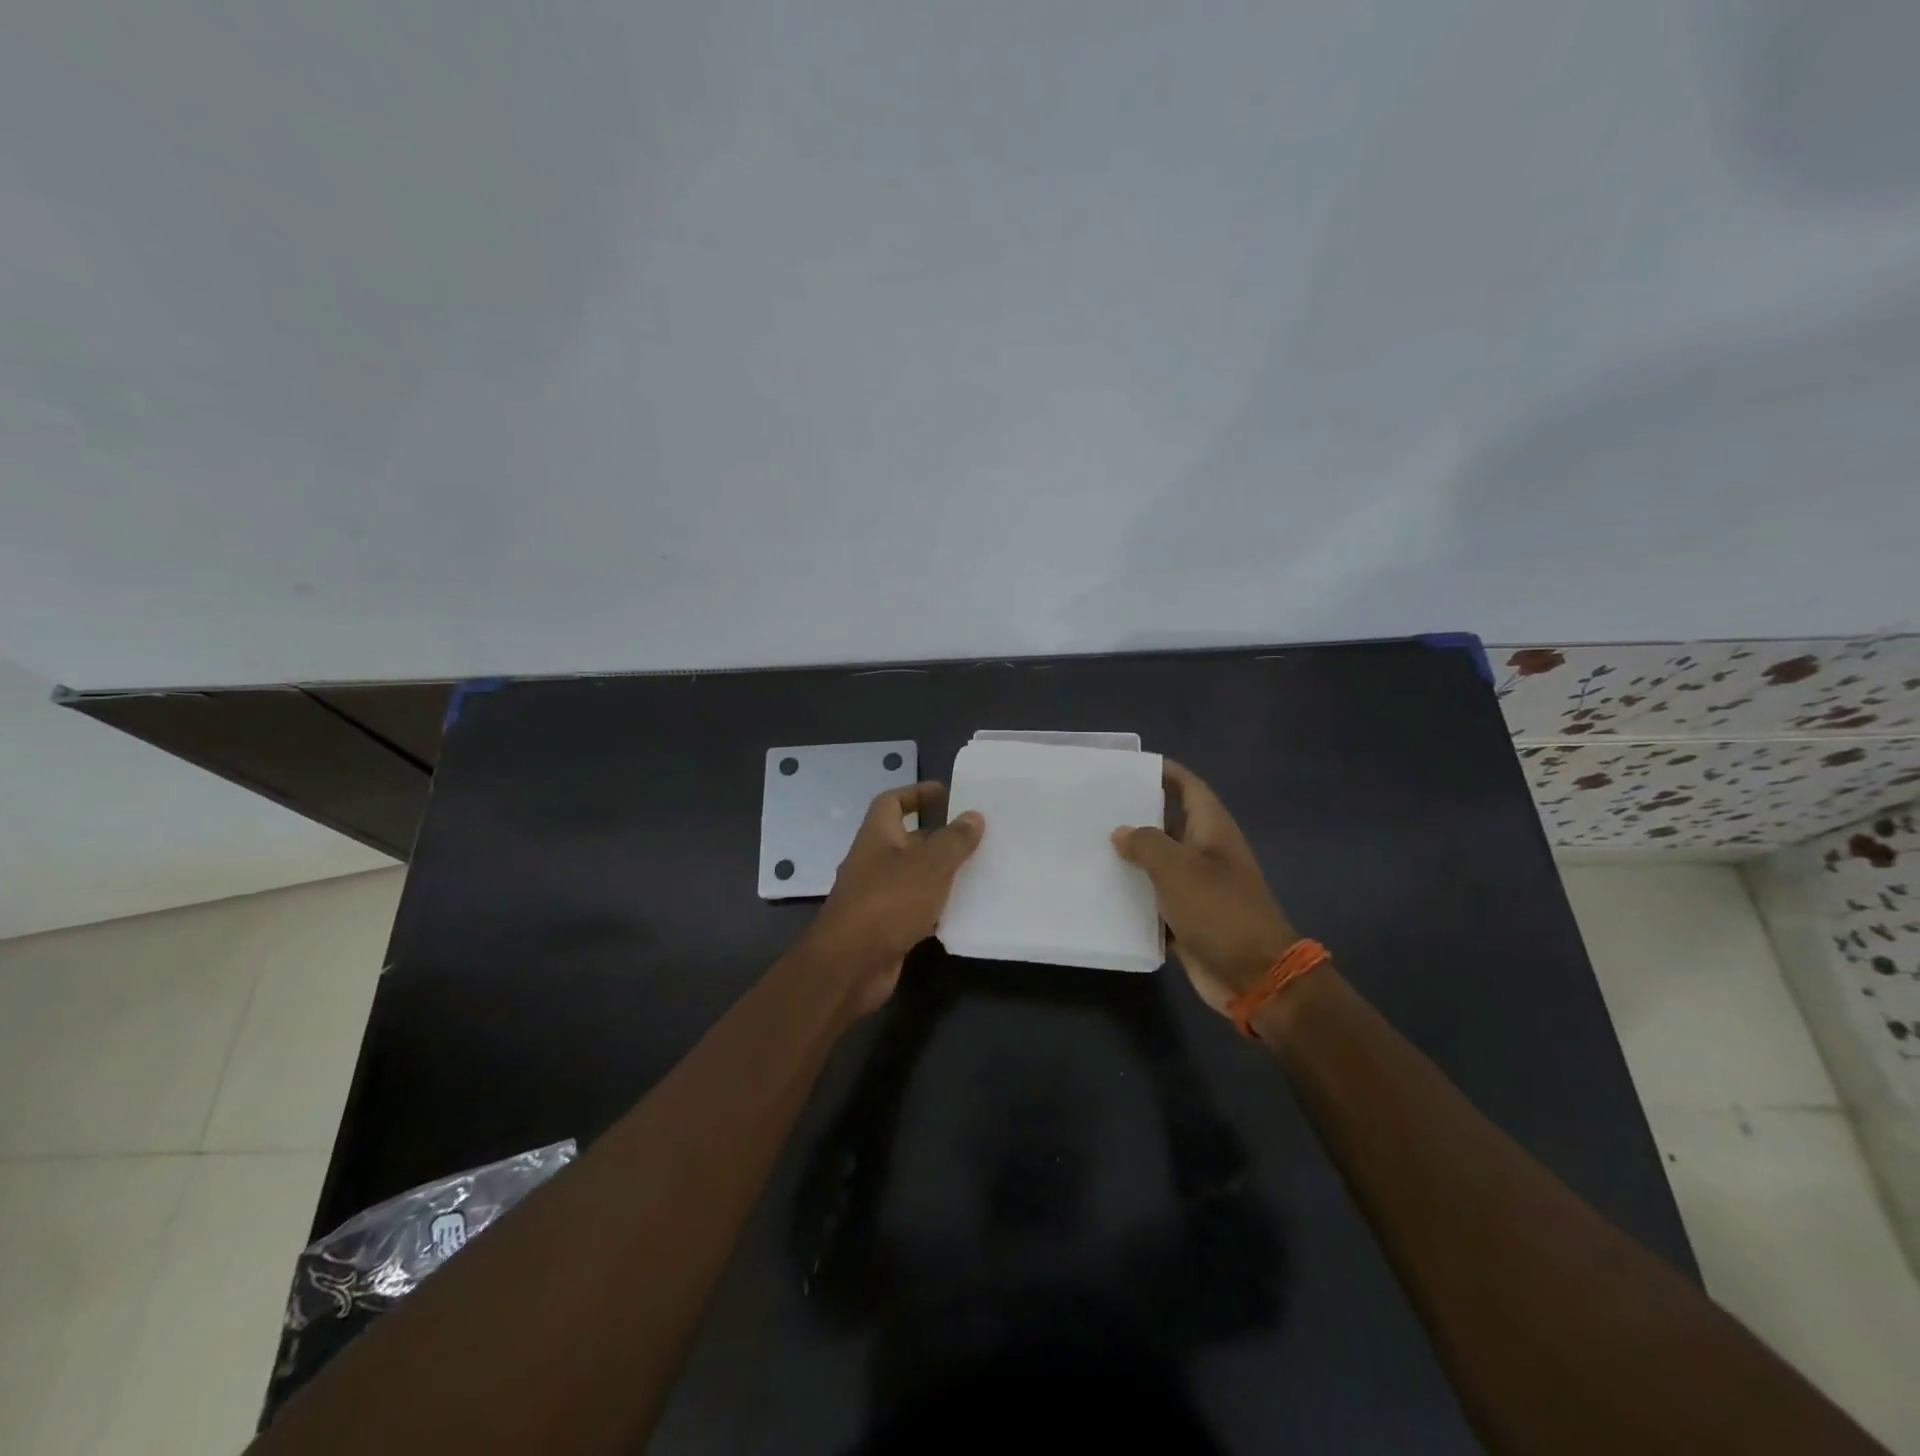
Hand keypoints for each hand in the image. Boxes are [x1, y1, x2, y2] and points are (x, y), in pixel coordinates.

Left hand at [804, 782, 983, 1016]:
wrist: (850, 965)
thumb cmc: (889, 902)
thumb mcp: (929, 865)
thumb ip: (954, 840)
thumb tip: (973, 816)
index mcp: (877, 836)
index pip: (892, 802)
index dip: (917, 793)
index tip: (947, 794)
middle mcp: (874, 861)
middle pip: (907, 839)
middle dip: (939, 836)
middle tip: (976, 836)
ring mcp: (877, 896)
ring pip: (914, 875)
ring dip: (942, 872)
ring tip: (979, 869)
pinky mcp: (886, 927)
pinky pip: (916, 907)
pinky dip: (937, 906)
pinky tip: (965, 910)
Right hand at [1112, 761, 1297, 1017]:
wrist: (1254, 976)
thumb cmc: (1219, 910)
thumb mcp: (1178, 869)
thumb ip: (1146, 844)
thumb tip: (1121, 832)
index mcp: (1212, 830)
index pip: (1188, 788)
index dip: (1165, 772)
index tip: (1129, 766)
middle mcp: (1205, 853)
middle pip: (1169, 823)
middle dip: (1137, 814)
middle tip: (1095, 806)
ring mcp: (1198, 887)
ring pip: (1159, 863)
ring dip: (1131, 856)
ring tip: (1088, 844)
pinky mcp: (1187, 917)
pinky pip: (1155, 898)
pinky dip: (1134, 894)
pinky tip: (1101, 889)